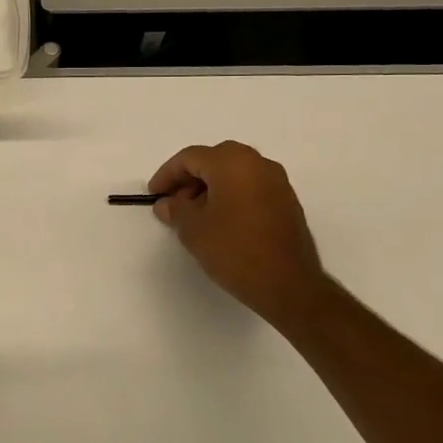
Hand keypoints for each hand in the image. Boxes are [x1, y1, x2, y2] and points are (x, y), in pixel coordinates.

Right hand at [148, 141, 332, 330]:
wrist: (288, 284)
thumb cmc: (234, 249)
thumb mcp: (192, 229)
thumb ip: (175, 209)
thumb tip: (167, 203)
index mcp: (232, 163)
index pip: (190, 157)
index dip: (167, 174)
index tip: (154, 195)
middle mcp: (258, 164)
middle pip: (214, 160)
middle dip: (189, 179)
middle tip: (173, 203)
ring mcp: (277, 182)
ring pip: (234, 173)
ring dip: (210, 187)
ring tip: (194, 215)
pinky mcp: (287, 202)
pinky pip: (250, 187)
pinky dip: (230, 195)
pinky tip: (219, 221)